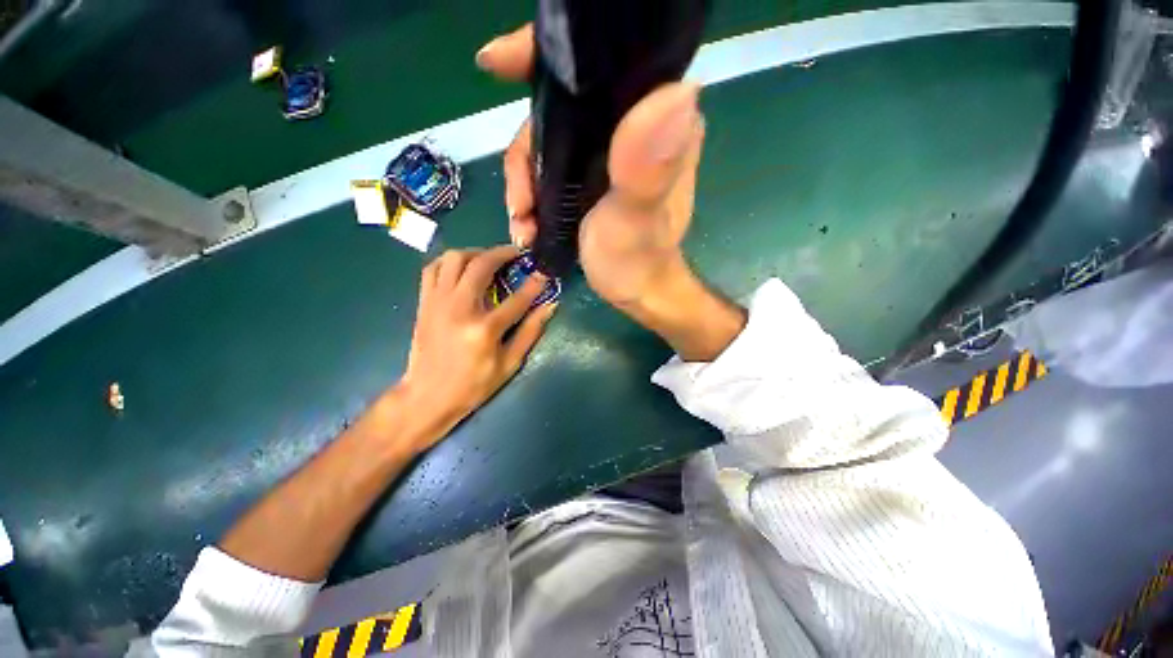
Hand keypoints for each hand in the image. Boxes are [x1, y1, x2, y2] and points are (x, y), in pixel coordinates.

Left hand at [395, 246, 555, 448]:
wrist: (427, 397)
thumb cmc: (473, 385)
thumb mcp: (509, 364)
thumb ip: (530, 332)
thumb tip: (550, 306)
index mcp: (484, 329)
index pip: (518, 298)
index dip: (535, 283)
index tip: (545, 272)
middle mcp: (459, 308)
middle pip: (482, 265)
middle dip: (504, 253)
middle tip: (517, 255)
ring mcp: (437, 302)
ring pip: (454, 258)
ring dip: (476, 253)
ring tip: (490, 260)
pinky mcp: (424, 303)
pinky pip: (433, 268)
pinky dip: (450, 261)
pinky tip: (463, 268)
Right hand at [478, 24, 705, 308]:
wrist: (634, 291)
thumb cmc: (638, 261)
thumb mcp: (637, 219)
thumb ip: (647, 168)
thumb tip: (677, 90)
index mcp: (656, 122)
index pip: (603, 65)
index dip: (547, 57)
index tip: (499, 63)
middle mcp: (632, 125)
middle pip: (558, 107)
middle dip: (526, 153)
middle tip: (519, 204)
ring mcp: (607, 149)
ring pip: (547, 140)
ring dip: (523, 183)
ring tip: (522, 224)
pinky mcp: (590, 173)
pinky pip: (547, 165)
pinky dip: (530, 193)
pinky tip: (526, 224)